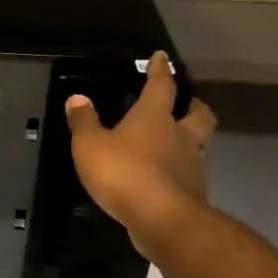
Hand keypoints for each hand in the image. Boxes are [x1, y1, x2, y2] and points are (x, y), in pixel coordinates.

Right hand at [65, 52, 217, 258]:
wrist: (163, 220)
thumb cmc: (124, 173)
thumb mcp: (90, 145)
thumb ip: (84, 121)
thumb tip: (77, 98)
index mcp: (154, 117)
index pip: (162, 85)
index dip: (161, 70)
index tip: (163, 58)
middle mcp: (180, 135)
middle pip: (198, 113)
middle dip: (193, 105)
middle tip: (184, 104)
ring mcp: (192, 164)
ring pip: (199, 143)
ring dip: (191, 139)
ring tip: (176, 142)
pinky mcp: (195, 192)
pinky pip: (191, 172)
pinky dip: (182, 170)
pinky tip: (168, 176)